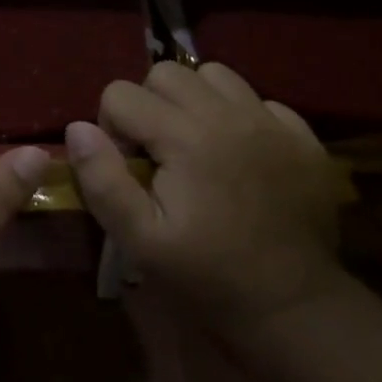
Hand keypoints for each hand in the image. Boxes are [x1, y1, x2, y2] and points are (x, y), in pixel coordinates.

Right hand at [65, 62, 347, 332]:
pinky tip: (239, 155)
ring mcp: (271, 122)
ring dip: (194, 101)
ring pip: (214, 75)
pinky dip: (239, 115)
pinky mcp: (303, 137)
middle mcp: (229, 115)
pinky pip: (258, 99)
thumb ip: (102, 180)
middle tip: (158, 152)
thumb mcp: (139, 239)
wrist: (294, 309)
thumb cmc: (207, 276)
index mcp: (185, 138)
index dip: (112, 127)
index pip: (120, 93)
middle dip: (149, 105)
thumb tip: (78, 129)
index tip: (130, 167)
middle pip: (166, 72)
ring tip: (196, 143)